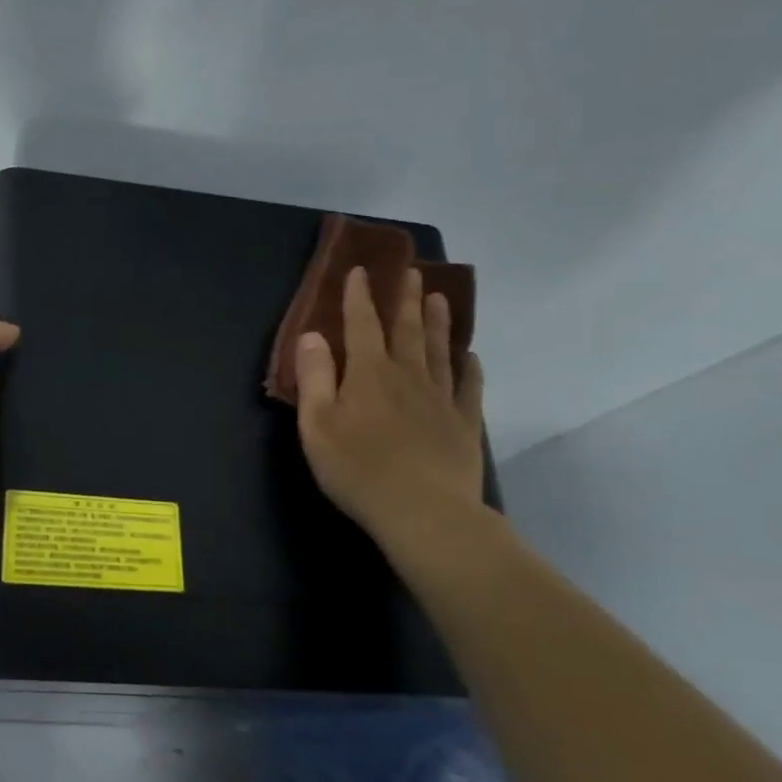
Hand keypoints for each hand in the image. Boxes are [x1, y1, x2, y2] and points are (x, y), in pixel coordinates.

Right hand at [294, 265, 485, 544]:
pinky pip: (469, 386)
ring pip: (439, 350)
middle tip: (411, 272)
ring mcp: (441, 398)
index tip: (360, 270)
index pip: (361, 325)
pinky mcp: (464, 424)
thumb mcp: (317, 425)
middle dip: (405, 299)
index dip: (358, 296)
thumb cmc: (358, 469)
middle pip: (407, 329)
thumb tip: (311, 336)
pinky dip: (469, 368)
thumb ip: (313, 378)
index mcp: (368, 374)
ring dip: (438, 322)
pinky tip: (470, 357)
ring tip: (440, 297)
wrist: (424, 512)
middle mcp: (407, 376)